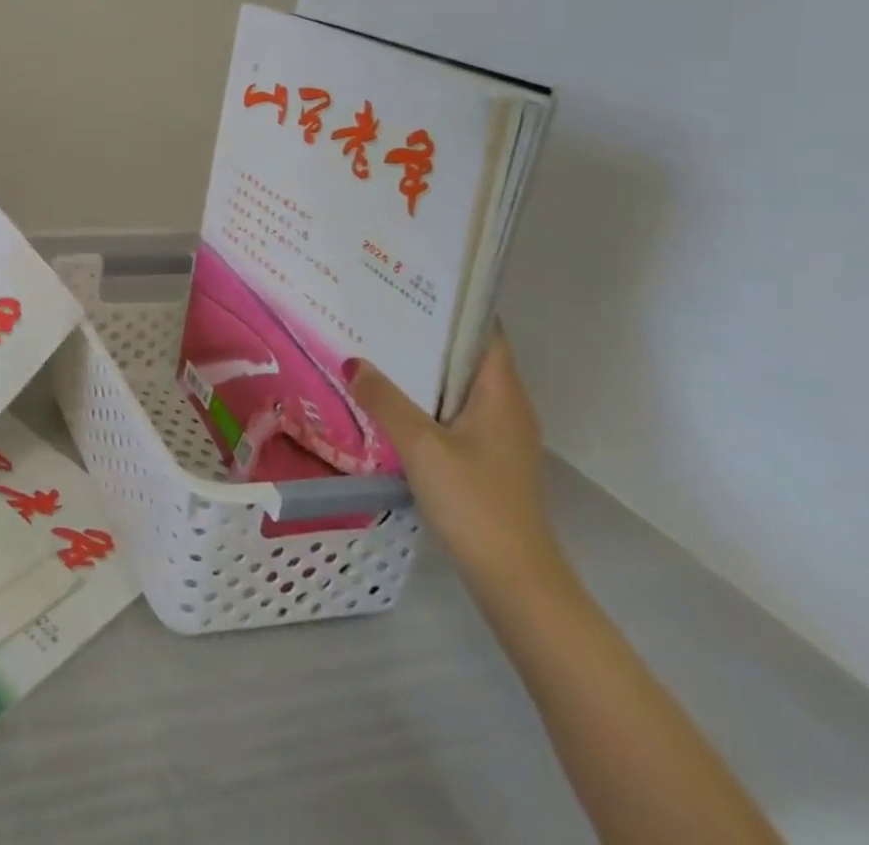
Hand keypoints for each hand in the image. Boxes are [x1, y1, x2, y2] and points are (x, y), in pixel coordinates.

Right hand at [349, 323, 561, 593]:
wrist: (515, 580)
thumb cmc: (474, 502)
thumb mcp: (420, 446)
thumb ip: (385, 400)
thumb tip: (353, 361)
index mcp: (502, 394)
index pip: (485, 332)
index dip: (454, 307)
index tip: (410, 288)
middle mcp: (508, 408)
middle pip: (469, 357)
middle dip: (428, 336)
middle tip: (379, 316)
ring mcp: (501, 437)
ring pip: (460, 388)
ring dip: (424, 371)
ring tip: (377, 351)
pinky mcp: (489, 461)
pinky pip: (456, 414)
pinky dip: (427, 401)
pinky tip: (392, 404)